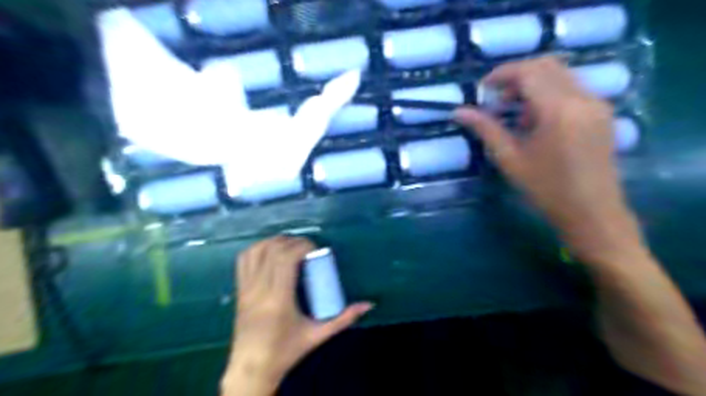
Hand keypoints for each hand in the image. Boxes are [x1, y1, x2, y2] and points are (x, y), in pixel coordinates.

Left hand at [222, 237, 371, 394]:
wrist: (252, 368)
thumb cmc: (286, 351)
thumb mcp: (318, 335)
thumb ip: (344, 318)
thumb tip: (368, 304)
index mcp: (278, 300)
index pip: (286, 259)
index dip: (302, 246)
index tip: (316, 249)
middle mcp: (259, 290)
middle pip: (273, 251)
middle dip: (293, 241)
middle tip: (308, 247)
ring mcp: (246, 289)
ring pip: (256, 251)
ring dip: (275, 241)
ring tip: (291, 246)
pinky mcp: (239, 290)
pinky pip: (243, 260)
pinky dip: (258, 248)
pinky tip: (271, 251)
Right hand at [456, 56, 643, 265]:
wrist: (591, 212)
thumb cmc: (546, 189)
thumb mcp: (510, 159)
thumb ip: (485, 129)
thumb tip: (458, 112)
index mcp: (559, 110)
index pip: (529, 72)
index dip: (502, 74)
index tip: (482, 88)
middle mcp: (583, 98)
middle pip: (547, 66)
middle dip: (517, 77)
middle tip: (497, 100)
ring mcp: (597, 104)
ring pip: (561, 75)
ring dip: (533, 85)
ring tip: (515, 115)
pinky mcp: (602, 113)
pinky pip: (572, 89)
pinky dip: (549, 94)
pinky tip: (537, 121)